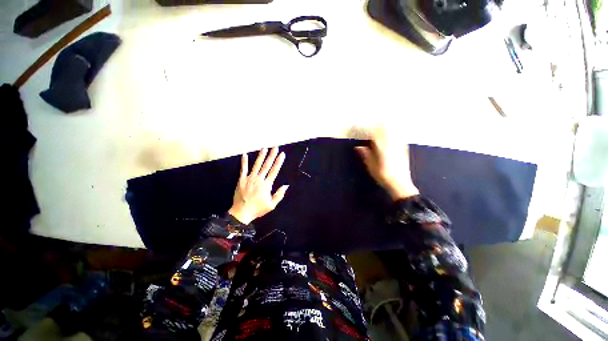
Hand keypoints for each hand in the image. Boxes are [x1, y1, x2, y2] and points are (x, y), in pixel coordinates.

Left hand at [228, 147, 288, 223]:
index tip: (282, 154)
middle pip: (266, 165)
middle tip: (275, 147)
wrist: (241, 213)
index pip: (274, 171)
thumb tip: (286, 185)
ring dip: (261, 156)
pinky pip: (243, 169)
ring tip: (264, 148)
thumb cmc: (258, 209)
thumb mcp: (271, 205)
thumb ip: (279, 195)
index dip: (278, 162)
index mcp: (266, 185)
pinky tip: (245, 155)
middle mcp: (259, 179)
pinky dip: (244, 162)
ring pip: (256, 165)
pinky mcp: (241, 180)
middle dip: (271, 156)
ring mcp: (249, 179)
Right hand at [355, 129, 418, 200]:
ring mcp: (399, 145)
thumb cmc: (383, 175)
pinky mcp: (404, 148)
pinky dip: (394, 132)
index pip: (373, 133)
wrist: (400, 183)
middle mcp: (391, 143)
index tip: (360, 130)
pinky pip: (399, 136)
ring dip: (386, 126)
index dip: (366, 130)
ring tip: (380, 126)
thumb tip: (358, 147)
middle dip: (376, 125)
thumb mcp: (370, 166)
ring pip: (393, 130)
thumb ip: (365, 154)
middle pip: (384, 128)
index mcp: (381, 147)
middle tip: (370, 126)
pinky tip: (392, 133)